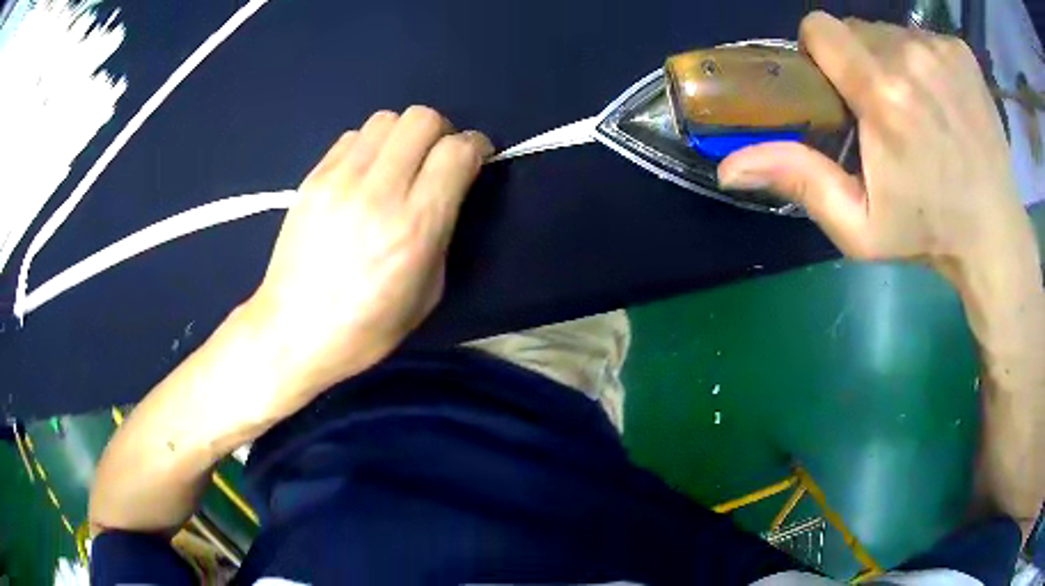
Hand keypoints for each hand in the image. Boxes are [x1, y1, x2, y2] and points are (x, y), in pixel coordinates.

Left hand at [245, 107, 492, 406]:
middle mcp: (378, 192)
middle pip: (422, 119)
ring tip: (398, 166)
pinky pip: (352, 137)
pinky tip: (364, 176)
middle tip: (436, 159)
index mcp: (414, 227)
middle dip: (441, 132)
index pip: (456, 151)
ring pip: (386, 119)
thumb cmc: (367, 327)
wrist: (292, 332)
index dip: (475, 147)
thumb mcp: (428, 292)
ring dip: (403, 136)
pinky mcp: (312, 178)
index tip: (475, 159)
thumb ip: (443, 230)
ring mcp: (339, 180)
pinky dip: (369, 147)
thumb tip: (447, 189)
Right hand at [718, 12, 1035, 281]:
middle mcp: (911, 57)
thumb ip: (799, 181)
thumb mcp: (859, 226)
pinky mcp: (962, 52)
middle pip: (856, 29)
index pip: (821, 28)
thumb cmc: (929, 234)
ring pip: (890, 31)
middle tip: (882, 109)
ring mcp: (941, 51)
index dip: (820, 52)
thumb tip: (727, 167)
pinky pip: (923, 38)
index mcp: (885, 97)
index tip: (836, 85)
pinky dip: (923, 61)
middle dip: (858, 61)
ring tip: (916, 108)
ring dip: (891, 60)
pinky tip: (942, 100)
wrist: (995, 236)